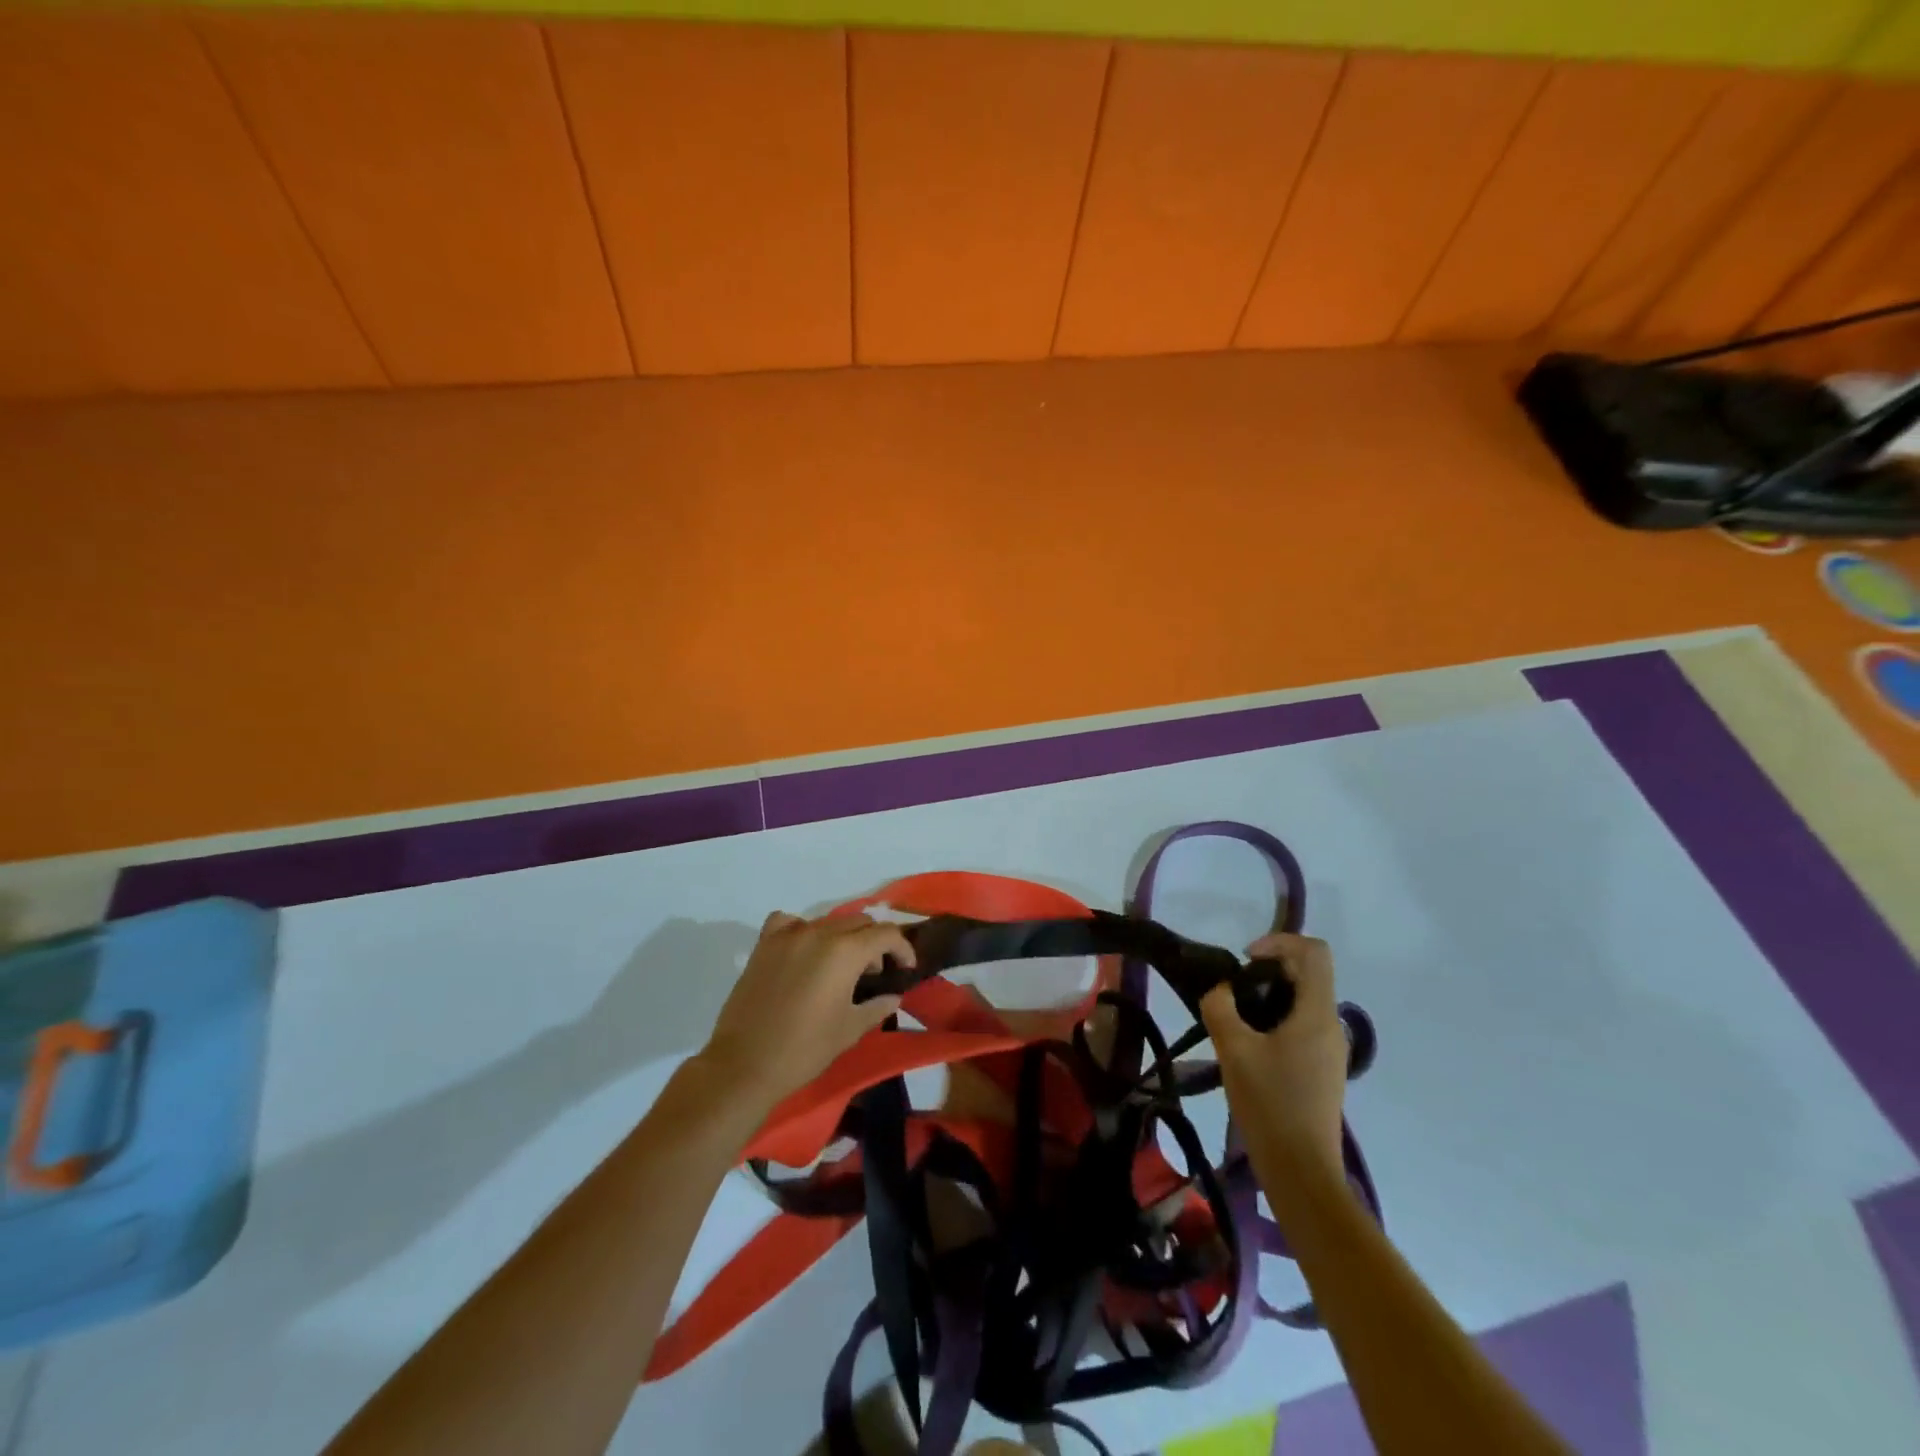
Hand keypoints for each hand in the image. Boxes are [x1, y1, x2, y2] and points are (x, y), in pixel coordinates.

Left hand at [696, 911, 908, 1110]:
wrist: (745, 1064)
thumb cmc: (805, 1049)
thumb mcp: (850, 1030)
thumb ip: (877, 1006)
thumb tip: (893, 996)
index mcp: (845, 952)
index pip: (886, 934)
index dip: (903, 948)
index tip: (906, 968)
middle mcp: (818, 933)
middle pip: (858, 923)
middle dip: (874, 943)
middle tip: (874, 973)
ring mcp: (788, 936)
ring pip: (827, 922)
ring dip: (842, 938)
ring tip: (840, 967)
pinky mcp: (764, 945)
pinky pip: (788, 923)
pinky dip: (802, 930)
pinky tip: (803, 951)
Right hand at [1200, 932, 1347, 1180]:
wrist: (1302, 1172)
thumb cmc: (1270, 1105)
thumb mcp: (1233, 1050)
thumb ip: (1220, 1007)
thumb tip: (1220, 990)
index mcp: (1317, 1014)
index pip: (1314, 951)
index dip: (1280, 941)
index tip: (1246, 960)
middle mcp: (1331, 1025)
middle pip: (1308, 973)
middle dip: (1269, 969)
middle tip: (1233, 990)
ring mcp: (1330, 1049)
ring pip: (1304, 1000)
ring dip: (1270, 995)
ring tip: (1235, 1017)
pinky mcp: (1322, 1069)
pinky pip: (1302, 1025)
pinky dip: (1275, 1018)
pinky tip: (1249, 1045)